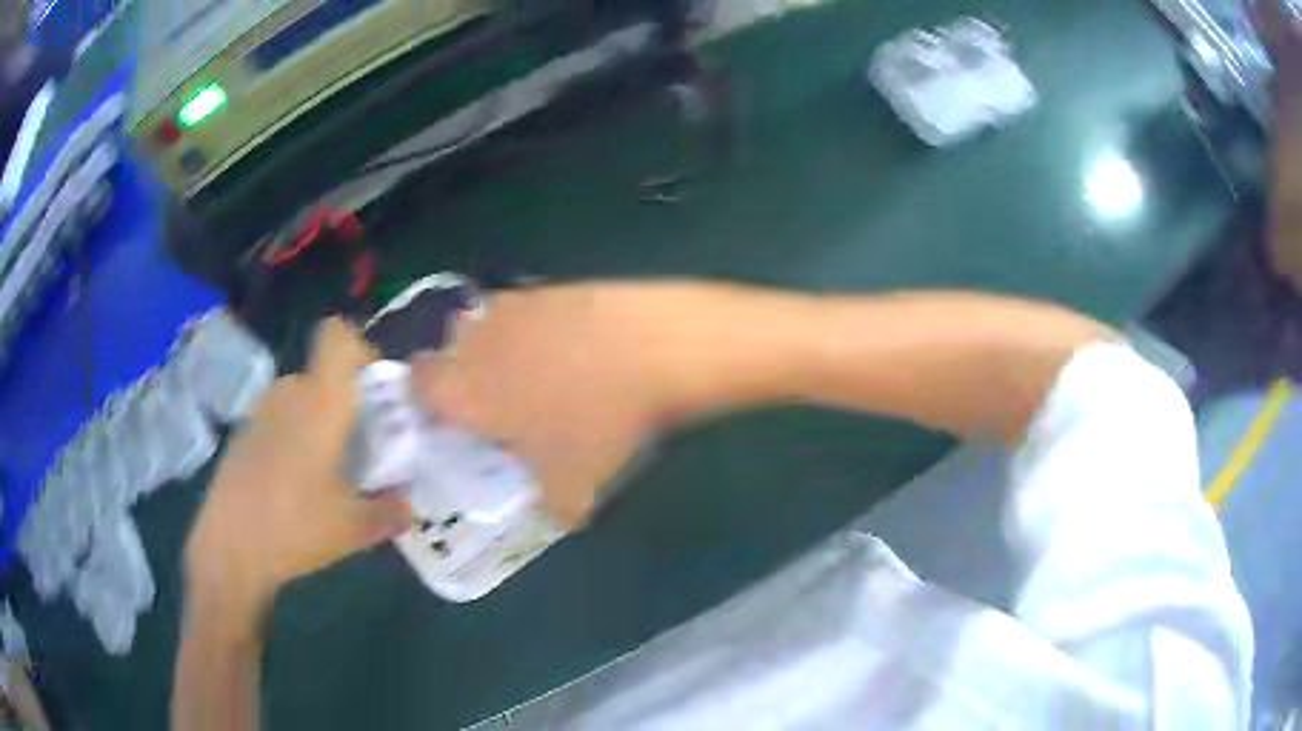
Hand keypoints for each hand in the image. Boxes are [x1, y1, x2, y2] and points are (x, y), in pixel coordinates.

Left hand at [184, 318, 411, 622]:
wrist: (230, 547)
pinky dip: (292, 439)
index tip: (375, 389)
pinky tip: (293, 485)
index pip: (339, 337)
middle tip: (360, 447)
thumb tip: (409, 506)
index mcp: (321, 401)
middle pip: (323, 376)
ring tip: (327, 471)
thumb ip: (389, 512)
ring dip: (317, 423)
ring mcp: (261, 411)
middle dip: (345, 404)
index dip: (360, 349)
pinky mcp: (242, 433)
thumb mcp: (354, 529)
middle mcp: (289, 392)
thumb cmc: (297, 527)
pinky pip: (278, 420)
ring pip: (300, 399)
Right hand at [411, 285, 690, 527]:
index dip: (426, 398)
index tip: (450, 416)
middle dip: (463, 370)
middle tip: (496, 399)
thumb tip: (562, 513)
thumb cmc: (599, 422)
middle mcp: (480, 339)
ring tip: (538, 372)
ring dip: (499, 345)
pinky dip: (539, 328)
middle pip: (450, 347)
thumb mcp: (577, 488)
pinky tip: (574, 348)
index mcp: (467, 387)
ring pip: (488, 323)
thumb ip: (556, 507)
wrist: (655, 347)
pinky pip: (529, 309)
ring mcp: (518, 305)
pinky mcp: (555, 286)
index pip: (419, 382)